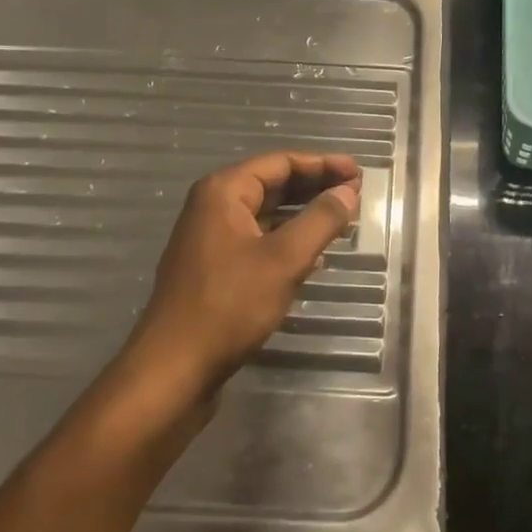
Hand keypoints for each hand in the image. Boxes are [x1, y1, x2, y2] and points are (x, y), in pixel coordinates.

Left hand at [119, 152, 361, 409]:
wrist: (173, 369)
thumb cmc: (229, 305)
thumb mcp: (284, 259)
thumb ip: (320, 220)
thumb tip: (348, 190)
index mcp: (224, 191)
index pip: (280, 162)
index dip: (322, 164)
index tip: (358, 173)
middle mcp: (213, 206)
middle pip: (272, 183)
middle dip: (314, 187)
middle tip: (355, 194)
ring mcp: (210, 238)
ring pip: (266, 214)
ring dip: (303, 214)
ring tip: (341, 220)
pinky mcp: (214, 268)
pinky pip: (257, 239)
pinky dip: (287, 240)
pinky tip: (314, 256)